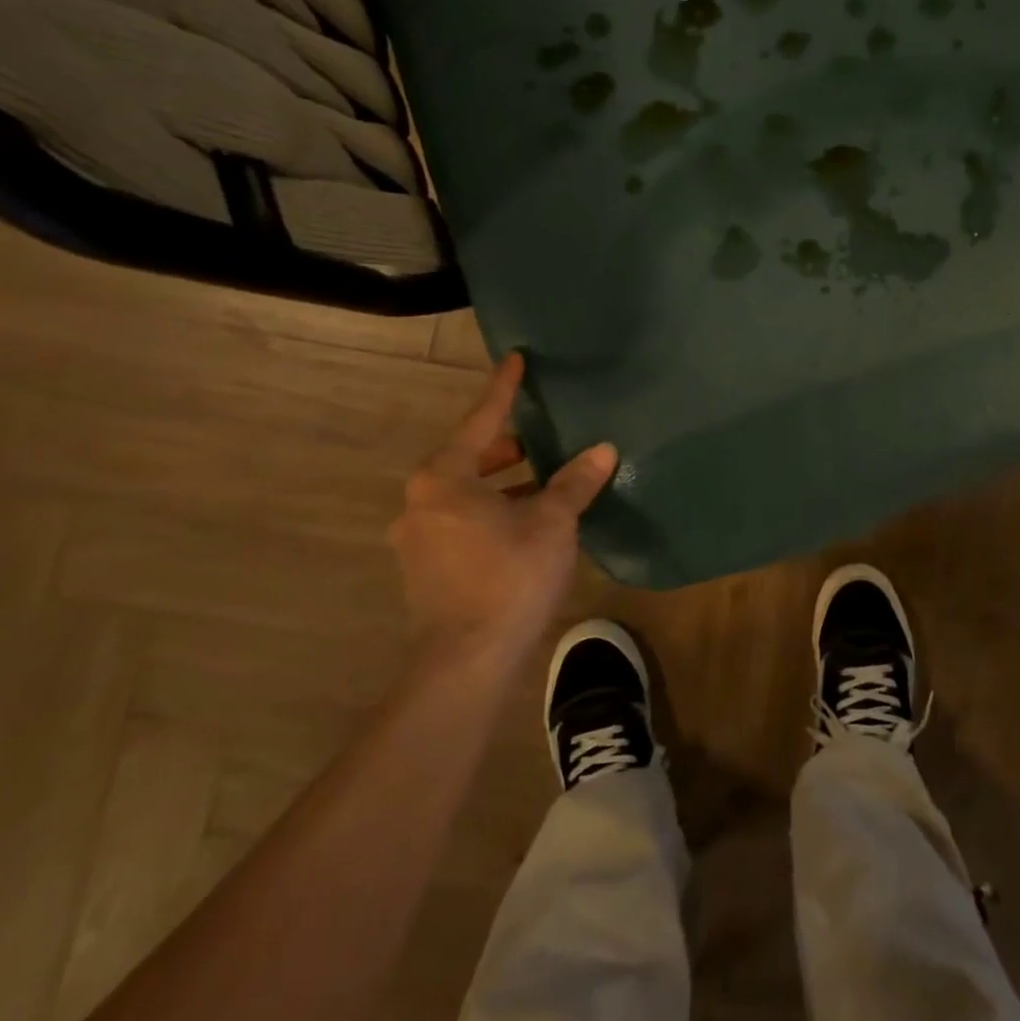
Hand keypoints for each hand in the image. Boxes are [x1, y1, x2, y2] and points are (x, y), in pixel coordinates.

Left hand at [390, 353, 617, 669]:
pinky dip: (490, 511)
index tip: (515, 360)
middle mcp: (421, 502)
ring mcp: (417, 538)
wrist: (467, 660)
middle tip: (539, 438)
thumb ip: (575, 482)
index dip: (502, 390)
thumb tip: (603, 449)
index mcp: (444, 479)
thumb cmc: (509, 576)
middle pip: (467, 458)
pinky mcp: (424, 568)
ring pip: (463, 494)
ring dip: (501, 483)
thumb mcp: (551, 522)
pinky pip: (460, 521)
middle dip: (505, 446)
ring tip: (541, 482)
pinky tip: (523, 524)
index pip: (480, 421)